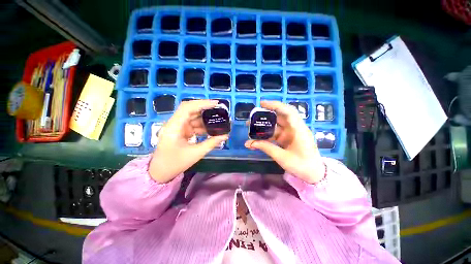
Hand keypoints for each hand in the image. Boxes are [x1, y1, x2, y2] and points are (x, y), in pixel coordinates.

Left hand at [149, 100, 227, 182]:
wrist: (161, 172)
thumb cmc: (175, 163)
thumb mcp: (196, 153)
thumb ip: (211, 143)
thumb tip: (225, 135)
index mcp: (174, 127)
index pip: (187, 108)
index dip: (202, 103)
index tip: (215, 104)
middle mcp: (174, 123)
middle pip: (190, 110)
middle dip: (205, 109)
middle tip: (219, 110)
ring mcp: (177, 127)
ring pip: (192, 117)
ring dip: (205, 119)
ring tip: (218, 120)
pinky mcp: (180, 131)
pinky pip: (193, 124)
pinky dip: (202, 126)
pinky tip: (211, 129)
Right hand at [245, 101, 324, 183]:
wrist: (314, 175)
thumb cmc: (302, 166)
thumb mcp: (282, 157)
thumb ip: (266, 147)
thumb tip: (249, 143)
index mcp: (298, 129)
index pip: (287, 111)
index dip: (275, 105)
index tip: (261, 104)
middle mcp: (294, 128)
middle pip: (279, 117)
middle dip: (264, 117)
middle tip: (251, 119)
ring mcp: (290, 134)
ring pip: (275, 126)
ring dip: (263, 127)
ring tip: (250, 130)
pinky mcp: (287, 139)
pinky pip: (275, 135)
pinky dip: (266, 136)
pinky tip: (256, 139)